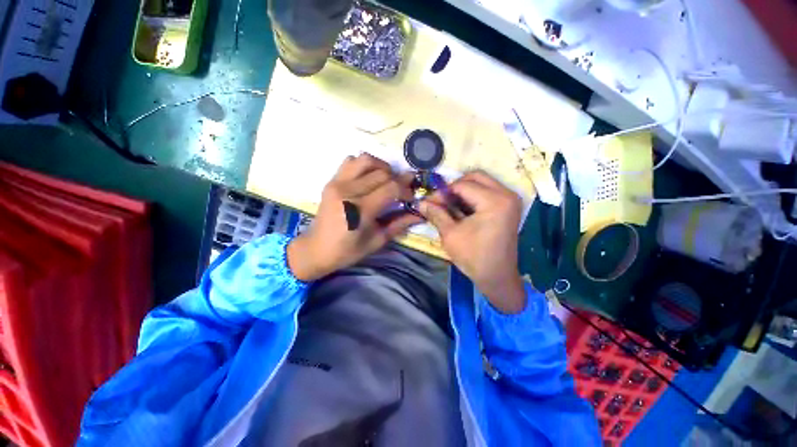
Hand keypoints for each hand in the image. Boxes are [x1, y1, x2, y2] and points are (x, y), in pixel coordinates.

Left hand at [287, 154, 421, 281]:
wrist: (316, 249)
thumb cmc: (347, 250)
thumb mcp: (377, 241)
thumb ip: (399, 224)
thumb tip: (420, 213)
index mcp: (359, 210)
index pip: (391, 188)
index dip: (406, 190)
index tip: (411, 198)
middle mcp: (348, 191)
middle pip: (382, 173)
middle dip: (398, 180)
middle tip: (402, 191)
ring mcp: (337, 183)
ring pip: (366, 160)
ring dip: (382, 167)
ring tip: (387, 180)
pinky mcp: (331, 181)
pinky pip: (351, 162)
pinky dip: (364, 165)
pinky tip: (369, 178)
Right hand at [420, 171, 526, 313]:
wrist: (497, 276)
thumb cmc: (474, 257)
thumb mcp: (450, 234)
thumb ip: (436, 214)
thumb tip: (420, 202)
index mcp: (494, 201)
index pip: (462, 185)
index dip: (442, 192)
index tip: (429, 202)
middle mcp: (506, 194)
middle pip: (475, 177)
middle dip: (454, 186)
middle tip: (441, 200)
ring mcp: (510, 200)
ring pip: (482, 182)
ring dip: (463, 190)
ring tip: (449, 205)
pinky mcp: (509, 206)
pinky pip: (488, 191)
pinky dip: (473, 196)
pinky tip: (461, 209)